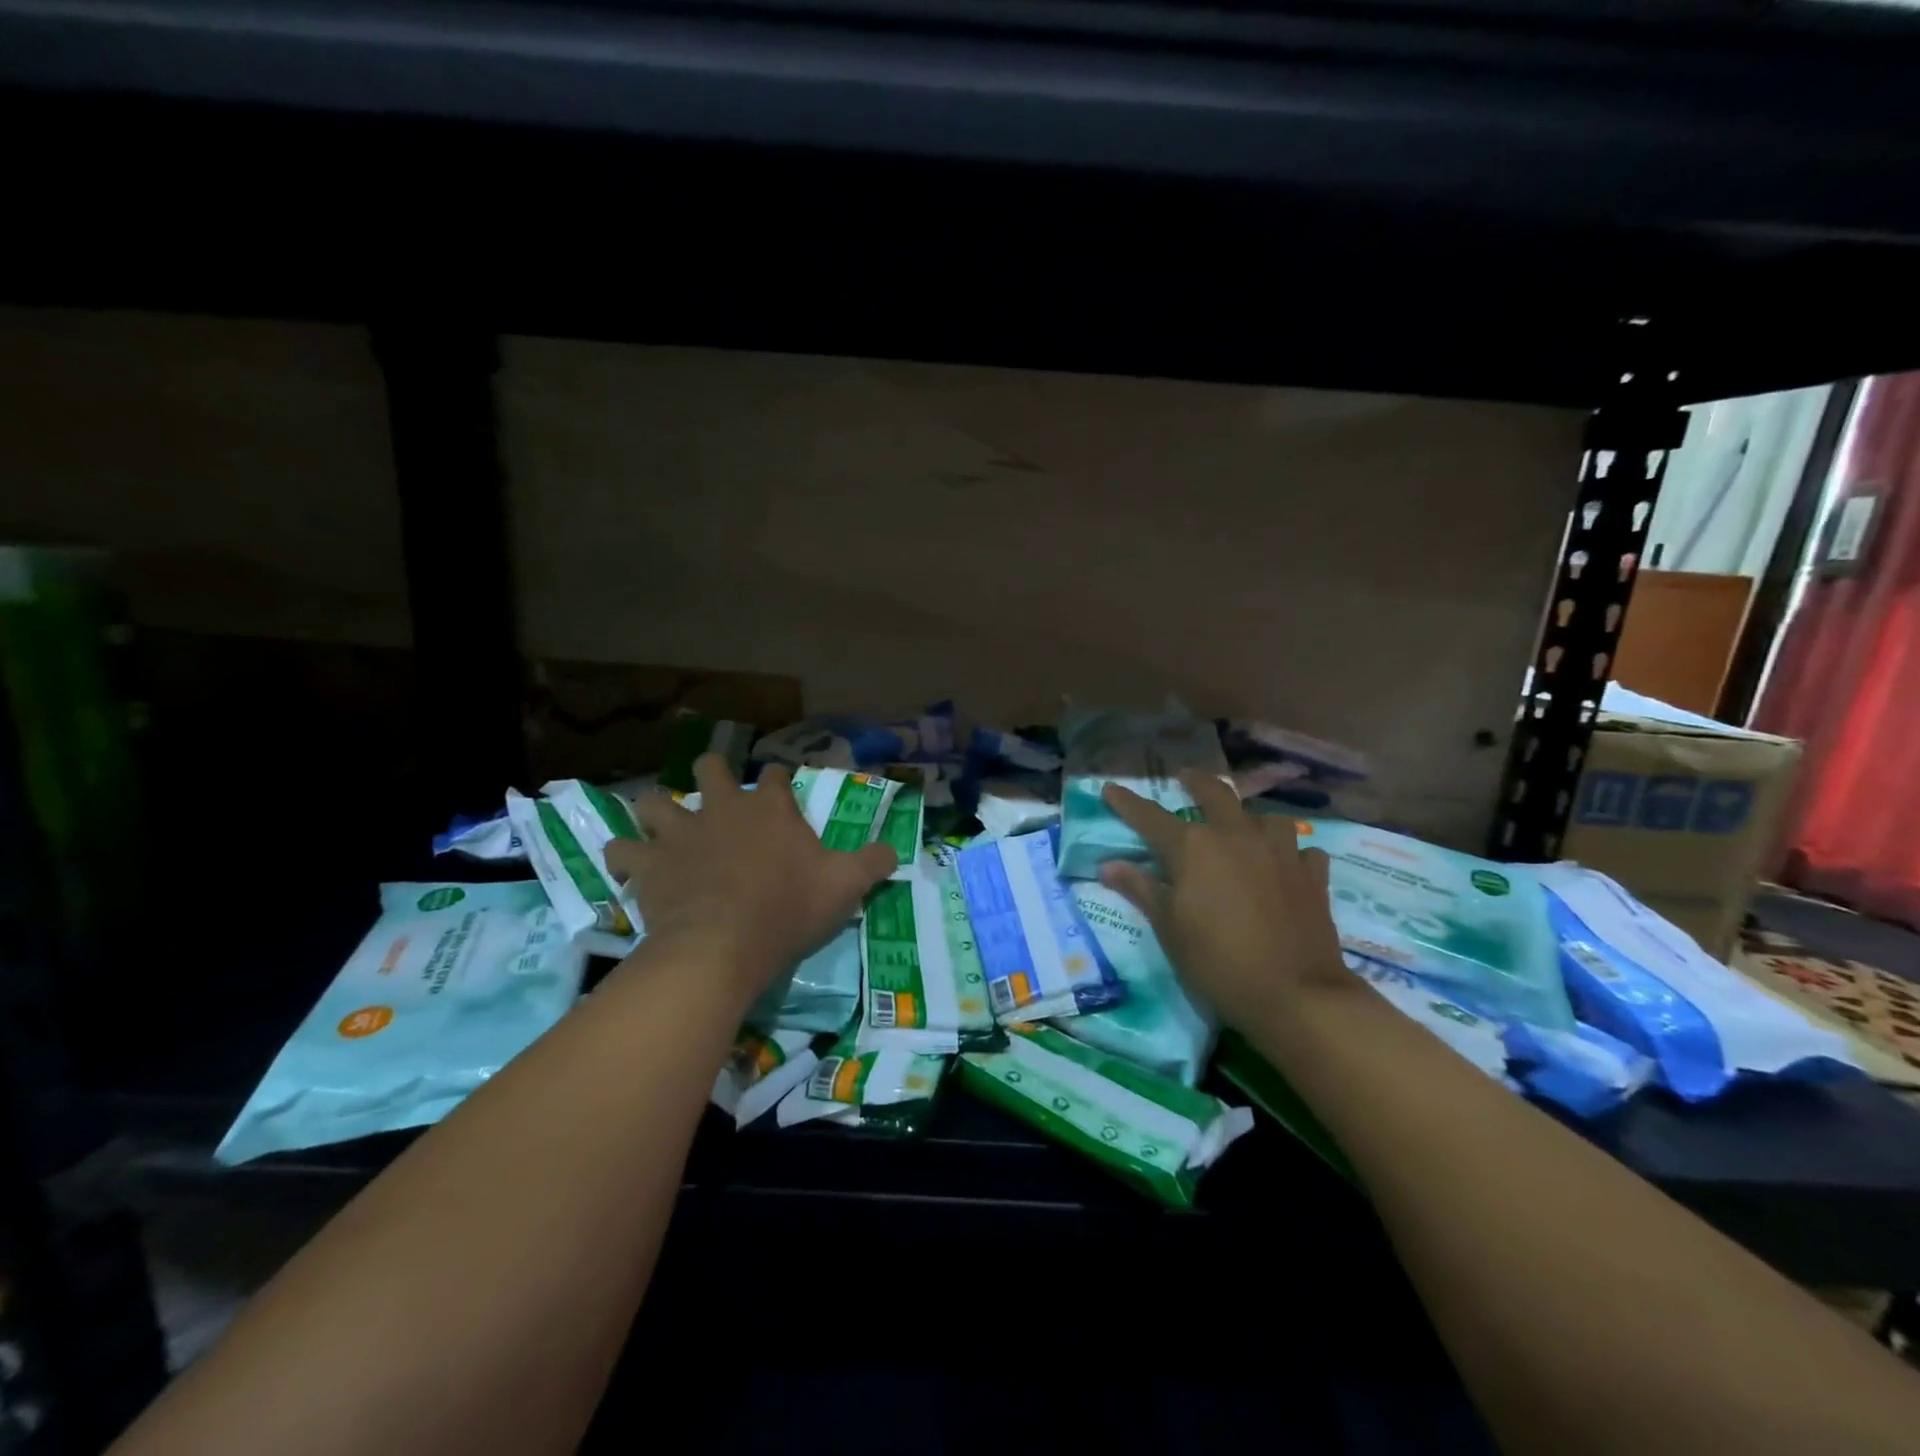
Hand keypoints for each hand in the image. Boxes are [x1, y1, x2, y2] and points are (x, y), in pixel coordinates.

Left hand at [603, 755, 896, 1003]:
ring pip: (654, 801)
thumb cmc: (789, 909)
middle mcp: (722, 809)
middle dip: (711, 772)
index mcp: (770, 809)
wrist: (724, 944)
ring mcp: (680, 833)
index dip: (778, 776)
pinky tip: (628, 865)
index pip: (775, 774)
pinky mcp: (647, 864)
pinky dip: (624, 855)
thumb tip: (894, 851)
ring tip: (661, 823)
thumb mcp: (845, 886)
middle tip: (715, 791)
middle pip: (709, 768)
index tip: (780, 784)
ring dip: (656, 809)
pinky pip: (621, 850)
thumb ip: (872, 864)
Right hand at [1099, 772, 1349, 1031]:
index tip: (1110, 788)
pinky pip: (1302, 850)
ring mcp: (1280, 852)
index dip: (1127, 803)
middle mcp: (1236, 836)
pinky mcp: (1312, 875)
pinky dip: (1291, 852)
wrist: (1295, 993)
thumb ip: (1141, 889)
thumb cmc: (1217, 961)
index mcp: (1194, 847)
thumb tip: (1108, 865)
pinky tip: (1287, 863)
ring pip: (1265, 817)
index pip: (1150, 817)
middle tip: (1186, 776)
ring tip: (1243, 825)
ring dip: (1250, 817)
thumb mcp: (1169, 928)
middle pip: (1216, 794)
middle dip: (1196, 782)